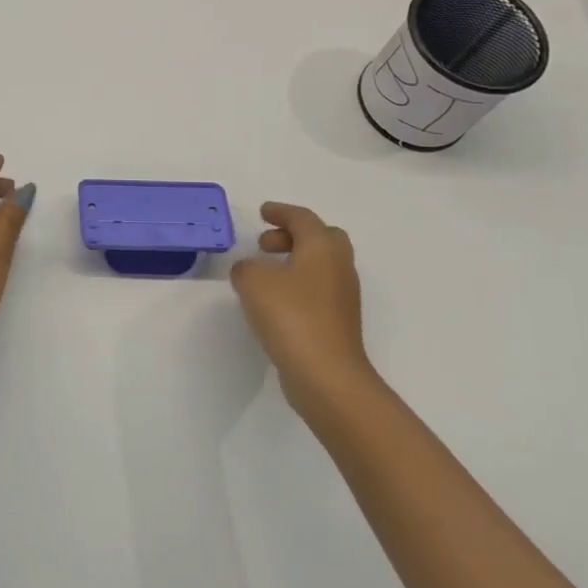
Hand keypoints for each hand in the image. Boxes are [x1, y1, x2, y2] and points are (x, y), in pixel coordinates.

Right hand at [230, 202, 375, 422]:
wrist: (326, 375)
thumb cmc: (291, 316)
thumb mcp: (253, 282)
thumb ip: (245, 267)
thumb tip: (250, 270)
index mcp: (322, 247)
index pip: (302, 218)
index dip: (280, 212)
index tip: (262, 212)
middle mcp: (339, 267)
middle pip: (321, 238)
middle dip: (293, 235)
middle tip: (265, 244)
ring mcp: (342, 297)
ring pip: (321, 266)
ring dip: (295, 261)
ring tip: (264, 273)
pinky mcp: (338, 322)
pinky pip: (317, 290)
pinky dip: (297, 285)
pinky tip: (274, 302)